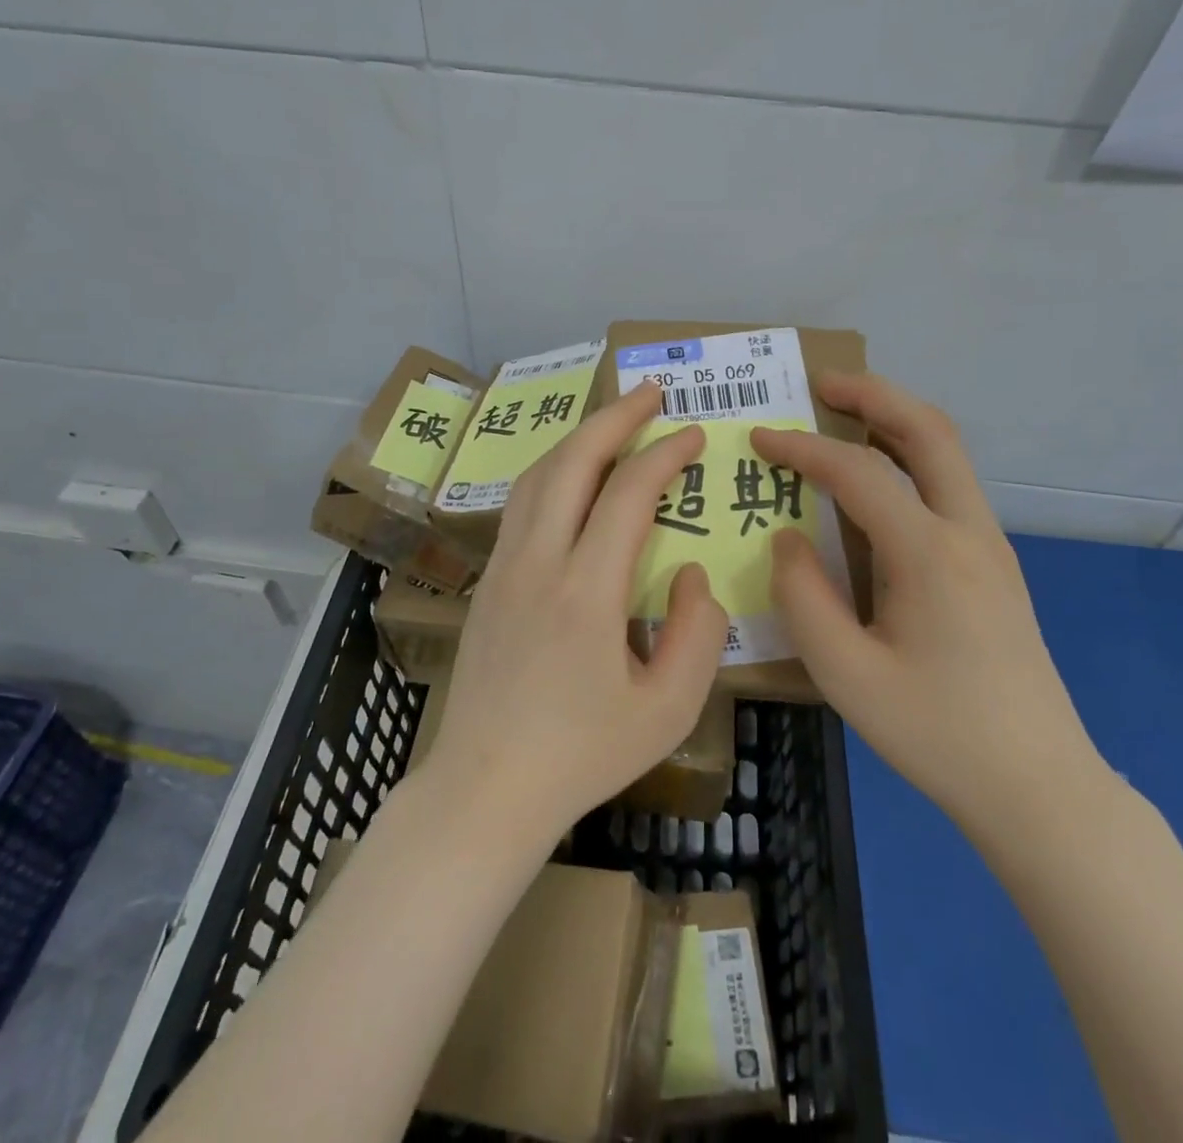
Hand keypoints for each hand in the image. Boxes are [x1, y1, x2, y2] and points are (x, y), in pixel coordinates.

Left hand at [423, 381, 727, 842]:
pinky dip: (553, 472)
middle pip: (572, 462)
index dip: (665, 455)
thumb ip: (696, 633)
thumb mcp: (667, 709)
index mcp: (585, 591)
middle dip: (614, 418)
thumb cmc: (582, 755)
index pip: (628, 494)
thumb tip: (690, 573)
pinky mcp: (486, 582)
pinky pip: (520, 505)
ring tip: (614, 423)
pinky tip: (572, 479)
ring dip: (578, 438)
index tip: (695, 435)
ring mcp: (503, 568)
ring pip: (538, 476)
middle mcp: (537, 563)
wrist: (485, 789)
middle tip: (650, 394)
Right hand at [751, 372, 1110, 847]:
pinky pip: (948, 487)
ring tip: (843, 415)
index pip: (858, 473)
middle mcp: (968, 532)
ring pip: (947, 454)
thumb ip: (803, 596)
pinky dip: (909, 459)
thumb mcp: (846, 674)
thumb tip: (787, 538)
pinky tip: (876, 483)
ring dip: (895, 421)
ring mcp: (990, 546)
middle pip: (928, 431)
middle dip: (873, 395)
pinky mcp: (994, 565)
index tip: (760, 437)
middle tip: (821, 383)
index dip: (803, 448)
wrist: (1038, 786)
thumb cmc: (936, 733)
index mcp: (930, 554)